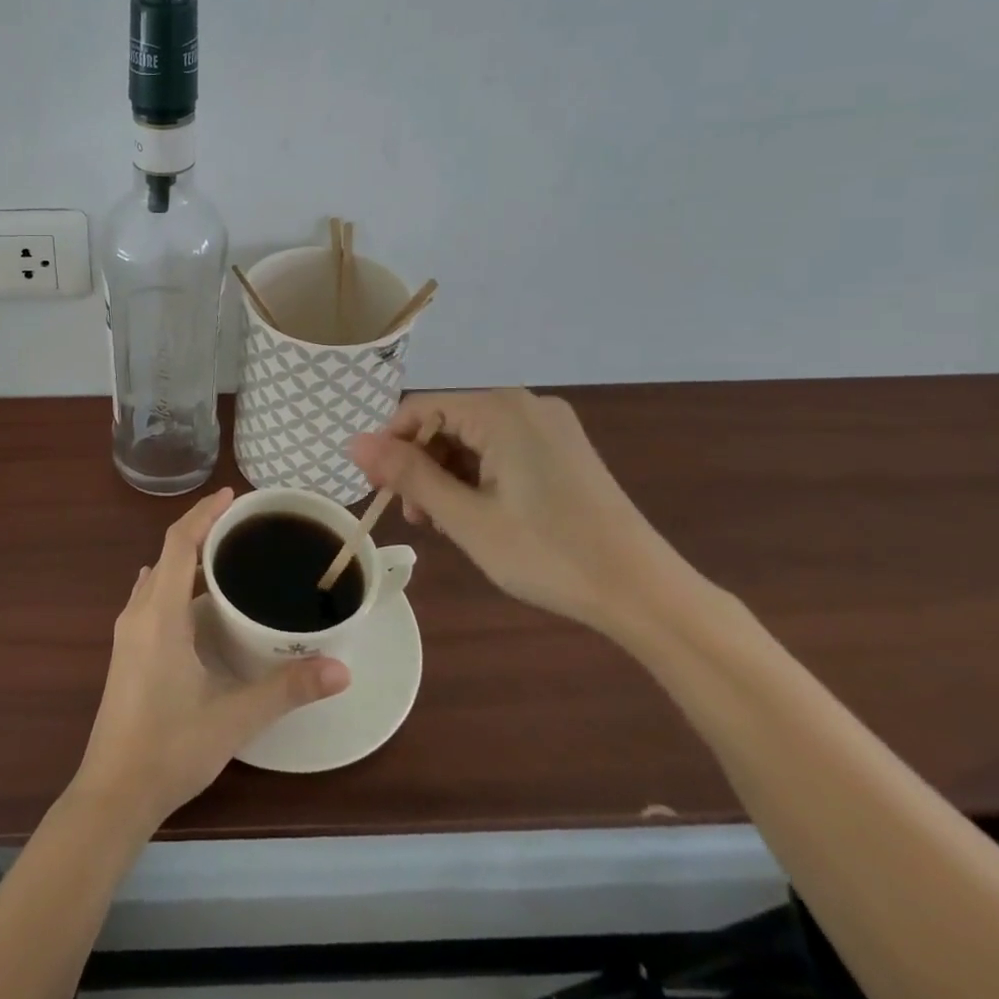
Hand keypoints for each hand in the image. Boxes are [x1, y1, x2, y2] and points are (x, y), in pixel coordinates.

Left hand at [71, 488, 349, 829]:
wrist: (113, 793)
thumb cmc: (170, 748)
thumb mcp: (234, 717)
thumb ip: (287, 689)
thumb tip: (342, 668)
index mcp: (160, 614)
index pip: (179, 543)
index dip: (204, 513)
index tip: (233, 496)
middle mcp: (138, 612)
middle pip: (168, 553)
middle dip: (202, 531)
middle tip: (243, 526)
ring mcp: (127, 632)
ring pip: (158, 576)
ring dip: (187, 558)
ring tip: (225, 555)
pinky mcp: (126, 651)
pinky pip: (151, 596)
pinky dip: (175, 583)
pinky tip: (197, 600)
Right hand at [346, 390, 699, 636]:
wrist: (644, 593)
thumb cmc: (548, 554)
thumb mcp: (466, 518)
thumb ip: (408, 474)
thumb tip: (353, 442)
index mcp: (501, 410)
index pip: (419, 410)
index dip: (391, 448)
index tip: (381, 493)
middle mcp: (525, 405)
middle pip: (447, 422)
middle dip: (421, 466)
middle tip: (415, 518)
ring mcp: (549, 426)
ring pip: (472, 438)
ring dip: (447, 475)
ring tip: (444, 524)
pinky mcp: (563, 449)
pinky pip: (501, 449)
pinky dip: (479, 476)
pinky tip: (478, 514)